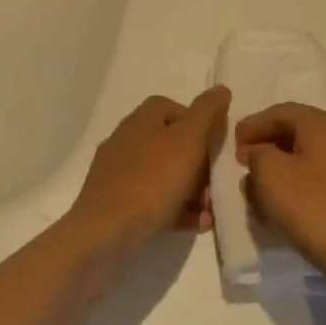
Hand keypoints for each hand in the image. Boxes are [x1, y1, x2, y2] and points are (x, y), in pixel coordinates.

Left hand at [68, 87, 229, 255]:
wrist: (104, 235)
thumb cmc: (152, 181)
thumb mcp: (188, 140)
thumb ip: (207, 113)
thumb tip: (221, 89)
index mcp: (141, 119)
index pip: (173, 107)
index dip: (198, 123)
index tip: (215, 145)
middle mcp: (126, 140)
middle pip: (170, 143)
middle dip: (199, 162)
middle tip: (216, 183)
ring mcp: (117, 173)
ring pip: (163, 174)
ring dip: (191, 190)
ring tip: (210, 210)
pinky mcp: (115, 203)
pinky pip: (152, 200)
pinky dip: (176, 208)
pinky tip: (196, 224)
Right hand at [235, 104, 325, 297]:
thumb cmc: (316, 209)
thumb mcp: (271, 175)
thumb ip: (257, 155)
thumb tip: (260, 154)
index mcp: (323, 124)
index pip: (280, 112)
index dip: (252, 125)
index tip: (231, 144)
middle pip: (296, 132)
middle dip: (266, 147)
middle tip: (242, 165)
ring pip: (308, 158)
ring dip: (280, 170)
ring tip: (257, 190)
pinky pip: (320, 180)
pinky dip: (298, 187)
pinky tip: (284, 209)